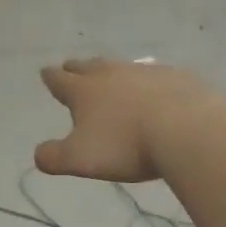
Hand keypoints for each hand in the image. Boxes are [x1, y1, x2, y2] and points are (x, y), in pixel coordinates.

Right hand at [35, 58, 217, 183]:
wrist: (187, 129)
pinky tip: (155, 91)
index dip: (51, 78)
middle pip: (90, 67)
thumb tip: (38, 154)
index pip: (60, 80)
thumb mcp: (80, 159)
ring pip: (123, 68)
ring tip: (112, 78)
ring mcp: (147, 72)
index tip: (46, 72)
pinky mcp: (178, 78)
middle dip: (77, 68)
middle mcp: (113, 74)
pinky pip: (157, 76)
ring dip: (113, 72)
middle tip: (71, 68)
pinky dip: (149, 83)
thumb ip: (54, 157)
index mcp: (85, 91)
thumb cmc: (126, 145)